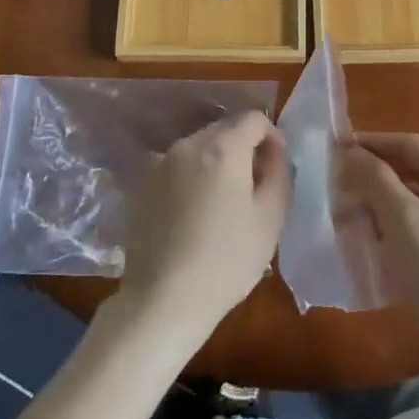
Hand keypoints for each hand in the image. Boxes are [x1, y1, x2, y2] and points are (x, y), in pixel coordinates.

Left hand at [116, 111, 288, 346]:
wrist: (163, 300)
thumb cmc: (227, 260)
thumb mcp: (271, 217)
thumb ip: (278, 172)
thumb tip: (273, 150)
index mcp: (222, 148)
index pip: (253, 118)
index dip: (271, 135)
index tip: (276, 164)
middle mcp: (187, 145)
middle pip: (224, 129)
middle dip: (243, 147)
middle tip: (254, 184)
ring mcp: (159, 164)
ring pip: (198, 147)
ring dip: (216, 161)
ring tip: (223, 200)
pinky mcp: (140, 185)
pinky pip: (176, 167)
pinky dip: (191, 177)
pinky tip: (194, 212)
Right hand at [343, 132, 418, 355]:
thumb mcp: (405, 224)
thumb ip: (377, 181)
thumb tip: (350, 152)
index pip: (414, 146)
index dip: (374, 143)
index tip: (337, 145)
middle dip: (379, 173)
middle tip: (340, 178)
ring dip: (388, 198)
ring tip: (352, 204)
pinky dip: (403, 220)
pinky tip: (377, 232)